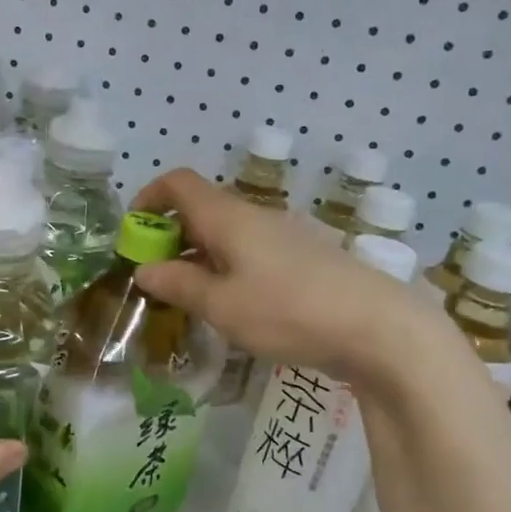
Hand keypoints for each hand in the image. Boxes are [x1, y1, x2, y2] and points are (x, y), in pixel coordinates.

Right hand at [132, 167, 452, 386]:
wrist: (377, 328)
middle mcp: (255, 218)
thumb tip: (144, 270)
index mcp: (229, 218)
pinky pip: (251, 254)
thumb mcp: (222, 306)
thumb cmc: (288, 311)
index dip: (149, 198)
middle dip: (170, 237)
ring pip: (227, 235)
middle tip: (156, 279)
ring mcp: (284, 237)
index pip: (179, 183)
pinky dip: (228, 270)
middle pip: (202, 210)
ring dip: (199, 258)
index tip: (133, 233)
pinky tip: (233, 308)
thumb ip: (179, 285)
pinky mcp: (304, 261)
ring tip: (189, 300)